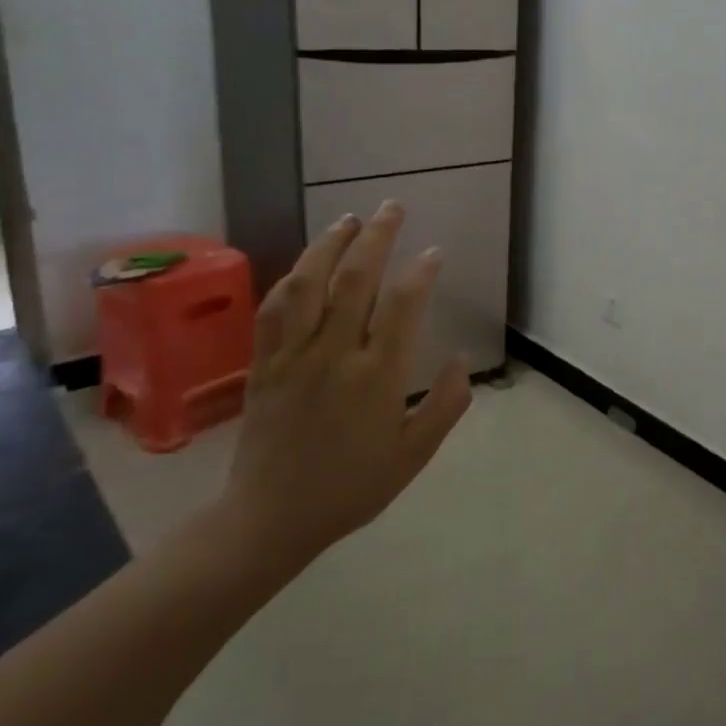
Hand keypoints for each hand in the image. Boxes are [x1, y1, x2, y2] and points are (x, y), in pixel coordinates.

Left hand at [223, 203, 471, 568]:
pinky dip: (292, 278)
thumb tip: (461, 359)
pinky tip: (305, 264)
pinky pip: (274, 309)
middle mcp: (334, 354)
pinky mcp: (264, 363)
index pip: (403, 305)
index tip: (433, 252)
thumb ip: (445, 405)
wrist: (270, 518)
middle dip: (377, 236)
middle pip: (356, 279)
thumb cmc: (351, 488)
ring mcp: (293, 355)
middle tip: (392, 207)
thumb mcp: (414, 455)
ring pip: (309, 284)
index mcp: (377, 376)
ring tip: (350, 219)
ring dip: (330, 244)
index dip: (421, 271)